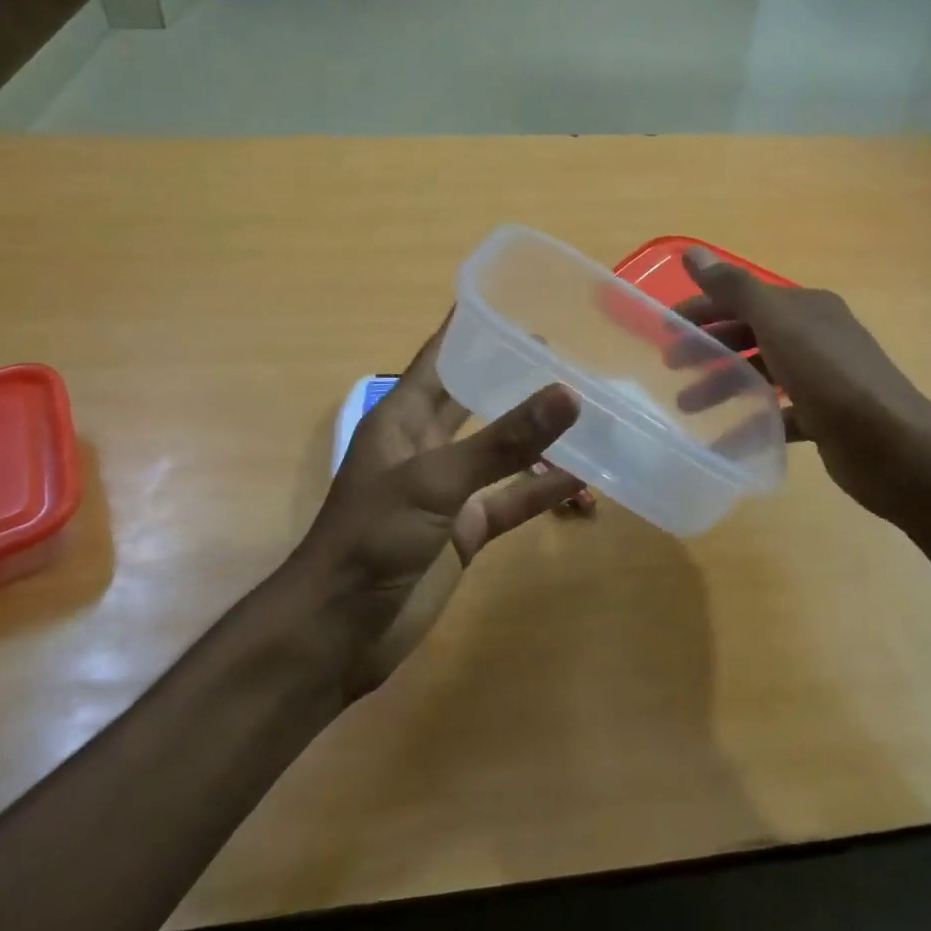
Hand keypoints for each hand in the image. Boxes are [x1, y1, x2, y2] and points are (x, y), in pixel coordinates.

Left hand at [297, 314, 588, 692]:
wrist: (338, 635)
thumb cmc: (371, 540)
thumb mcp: (435, 482)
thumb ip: (501, 441)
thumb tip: (568, 393)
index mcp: (403, 417)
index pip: (441, 355)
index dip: (472, 325)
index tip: (517, 295)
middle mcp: (427, 445)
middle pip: (477, 397)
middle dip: (516, 374)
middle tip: (571, 348)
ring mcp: (449, 489)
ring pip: (503, 451)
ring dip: (540, 436)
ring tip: (592, 409)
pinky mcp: (466, 530)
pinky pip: (512, 499)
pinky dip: (544, 490)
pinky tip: (587, 479)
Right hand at [678, 248, 930, 521]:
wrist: (894, 447)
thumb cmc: (830, 376)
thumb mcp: (778, 324)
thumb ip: (734, 288)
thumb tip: (692, 251)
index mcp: (806, 308)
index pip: (744, 298)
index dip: (703, 309)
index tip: (665, 329)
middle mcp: (815, 337)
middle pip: (750, 335)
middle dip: (709, 348)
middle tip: (671, 367)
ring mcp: (822, 379)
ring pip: (761, 375)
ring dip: (723, 386)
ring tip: (688, 408)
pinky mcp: (825, 418)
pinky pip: (777, 416)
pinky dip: (750, 425)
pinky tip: (723, 442)